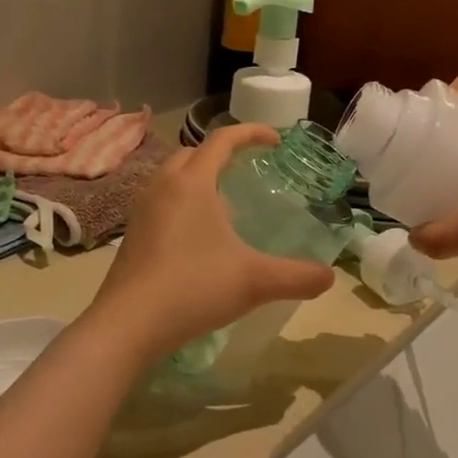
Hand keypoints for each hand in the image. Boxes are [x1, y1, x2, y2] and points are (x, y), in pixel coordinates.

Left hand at [89, 125, 335, 359]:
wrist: (128, 324)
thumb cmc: (194, 288)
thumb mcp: (256, 281)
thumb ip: (298, 277)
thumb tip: (329, 278)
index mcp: (192, 182)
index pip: (222, 140)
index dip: (251, 133)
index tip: (276, 140)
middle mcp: (162, 186)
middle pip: (193, 153)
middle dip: (222, 154)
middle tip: (248, 170)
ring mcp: (142, 211)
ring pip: (173, 178)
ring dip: (199, 179)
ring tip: (225, 204)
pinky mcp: (132, 235)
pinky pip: (161, 203)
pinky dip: (183, 204)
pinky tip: (199, 238)